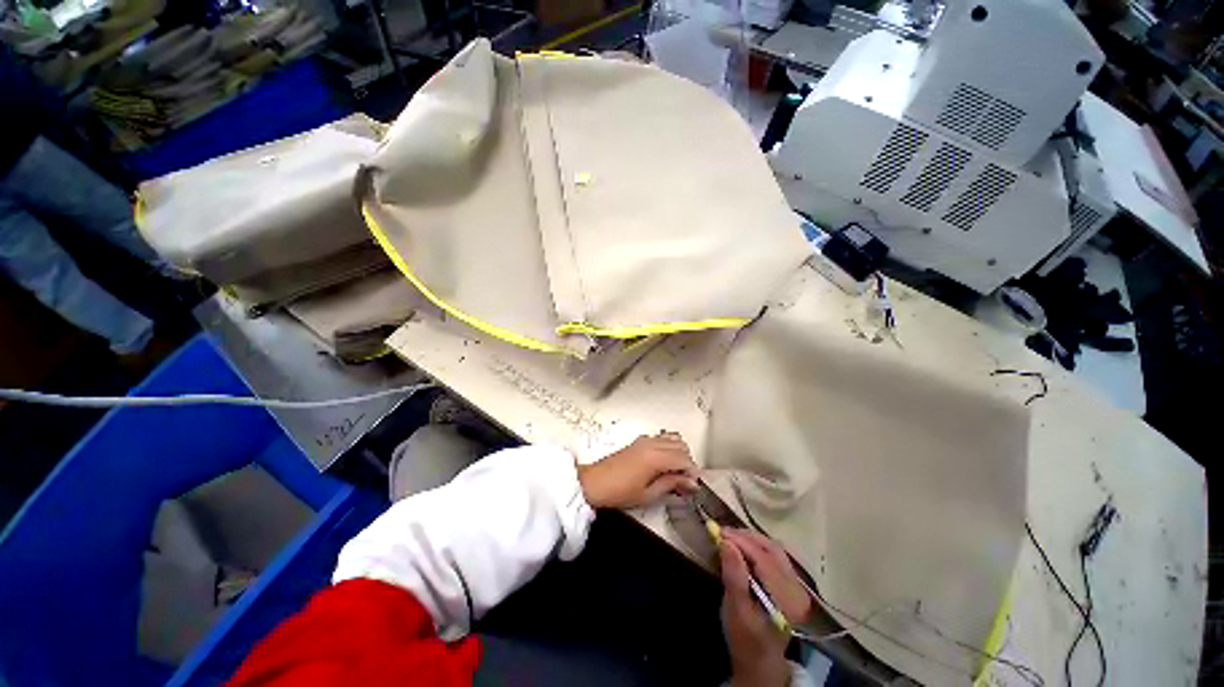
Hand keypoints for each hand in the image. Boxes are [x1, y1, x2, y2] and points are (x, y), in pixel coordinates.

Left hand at [577, 432, 698, 508]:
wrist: (595, 483)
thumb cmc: (619, 491)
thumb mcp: (648, 494)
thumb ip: (671, 484)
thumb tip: (690, 483)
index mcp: (655, 457)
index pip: (684, 459)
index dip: (692, 472)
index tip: (693, 485)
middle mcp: (652, 443)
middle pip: (681, 446)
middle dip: (687, 462)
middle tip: (685, 481)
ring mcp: (645, 440)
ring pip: (673, 438)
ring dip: (679, 453)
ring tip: (676, 472)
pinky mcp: (640, 441)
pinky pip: (662, 438)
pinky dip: (669, 447)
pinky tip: (665, 463)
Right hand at [720, 529, 813, 686]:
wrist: (760, 660)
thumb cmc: (745, 639)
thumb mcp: (736, 611)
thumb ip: (734, 577)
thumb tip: (726, 543)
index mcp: (787, 599)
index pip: (764, 559)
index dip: (741, 541)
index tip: (718, 531)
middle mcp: (797, 588)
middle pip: (772, 549)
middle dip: (745, 537)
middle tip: (722, 532)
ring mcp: (797, 584)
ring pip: (774, 548)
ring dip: (751, 539)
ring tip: (730, 537)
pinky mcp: (791, 581)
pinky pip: (774, 555)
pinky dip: (757, 546)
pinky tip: (742, 547)